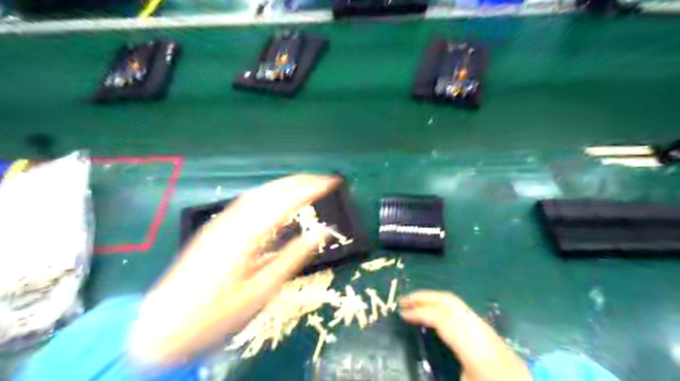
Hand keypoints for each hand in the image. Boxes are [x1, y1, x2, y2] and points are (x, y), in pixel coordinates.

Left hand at [130, 174, 339, 367]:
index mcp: (247, 235)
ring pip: (258, 194)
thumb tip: (321, 233)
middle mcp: (233, 221)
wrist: (164, 326)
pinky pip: (247, 203)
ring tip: (305, 185)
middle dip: (299, 181)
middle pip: (270, 190)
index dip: (310, 189)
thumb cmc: (217, 313)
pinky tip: (276, 201)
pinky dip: (268, 195)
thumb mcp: (262, 290)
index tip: (331, 183)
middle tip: (323, 180)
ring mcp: (221, 223)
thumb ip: (293, 257)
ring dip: (284, 185)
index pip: (285, 202)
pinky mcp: (215, 229)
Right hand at [400, 290, 529, 379]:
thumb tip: (415, 365)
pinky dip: (441, 305)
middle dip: (424, 297)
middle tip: (402, 301)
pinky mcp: (488, 330)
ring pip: (456, 303)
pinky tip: (432, 313)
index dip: (420, 313)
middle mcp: (482, 332)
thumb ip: (440, 372)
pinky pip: (460, 309)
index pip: (443, 319)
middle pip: (450, 302)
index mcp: (476, 351)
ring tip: (413, 303)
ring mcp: (486, 329)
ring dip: (432, 298)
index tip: (401, 314)